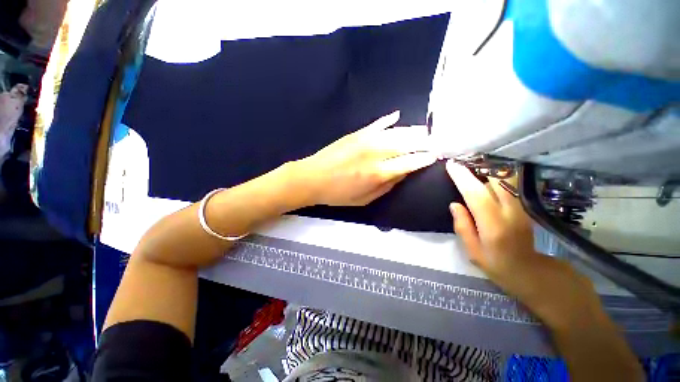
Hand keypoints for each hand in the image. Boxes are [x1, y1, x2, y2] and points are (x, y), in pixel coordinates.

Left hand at [295, 111, 436, 206]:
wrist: (312, 178)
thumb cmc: (338, 194)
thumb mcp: (365, 199)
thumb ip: (387, 186)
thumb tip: (404, 172)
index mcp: (378, 173)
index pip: (410, 162)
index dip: (424, 158)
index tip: (435, 156)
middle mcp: (376, 153)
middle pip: (407, 143)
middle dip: (424, 141)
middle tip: (435, 140)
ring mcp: (366, 140)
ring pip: (396, 132)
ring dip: (412, 130)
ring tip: (424, 130)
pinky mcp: (356, 133)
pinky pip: (377, 124)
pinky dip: (388, 120)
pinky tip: (397, 116)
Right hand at [445, 160, 603, 329]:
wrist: (533, 274)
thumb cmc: (498, 266)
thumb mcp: (473, 253)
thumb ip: (463, 227)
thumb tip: (454, 204)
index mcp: (494, 227)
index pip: (477, 195)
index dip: (463, 179)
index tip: (451, 166)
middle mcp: (511, 213)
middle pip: (497, 180)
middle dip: (479, 167)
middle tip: (462, 162)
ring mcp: (521, 208)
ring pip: (506, 179)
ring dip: (488, 169)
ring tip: (472, 166)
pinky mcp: (524, 207)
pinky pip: (509, 185)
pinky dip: (496, 176)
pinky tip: (485, 176)